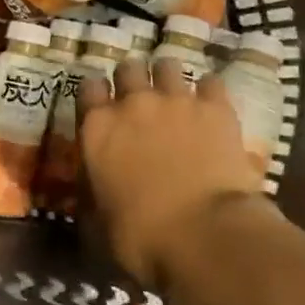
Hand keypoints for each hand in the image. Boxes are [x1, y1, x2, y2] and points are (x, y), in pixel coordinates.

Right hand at [78, 58, 264, 287]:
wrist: (206, 235)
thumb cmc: (143, 238)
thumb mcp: (99, 223)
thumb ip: (92, 192)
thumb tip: (92, 190)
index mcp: (98, 128)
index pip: (88, 88)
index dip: (96, 96)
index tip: (103, 108)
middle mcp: (134, 103)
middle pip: (128, 68)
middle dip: (133, 80)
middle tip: (141, 102)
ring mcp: (177, 100)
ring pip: (168, 65)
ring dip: (168, 78)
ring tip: (176, 98)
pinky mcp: (215, 107)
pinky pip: (211, 82)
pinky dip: (209, 93)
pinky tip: (211, 109)